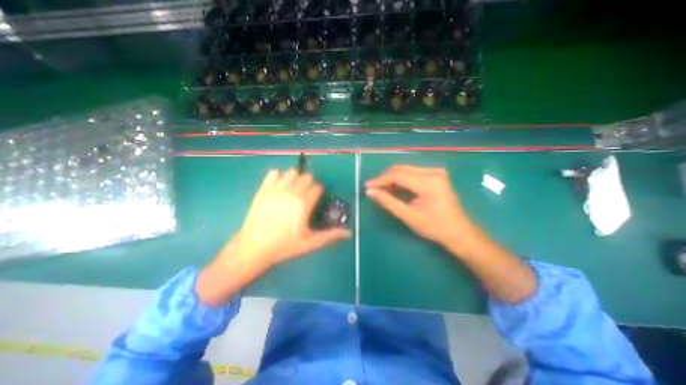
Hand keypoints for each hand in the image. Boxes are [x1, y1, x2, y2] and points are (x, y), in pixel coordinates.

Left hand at [237, 168, 352, 266]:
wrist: (254, 247)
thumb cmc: (284, 246)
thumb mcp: (310, 242)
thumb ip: (330, 235)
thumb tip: (348, 233)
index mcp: (304, 203)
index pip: (317, 187)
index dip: (319, 192)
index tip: (316, 199)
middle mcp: (291, 192)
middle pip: (306, 177)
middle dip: (309, 184)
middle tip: (306, 195)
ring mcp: (276, 189)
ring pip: (291, 172)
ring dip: (295, 178)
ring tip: (293, 190)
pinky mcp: (263, 189)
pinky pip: (273, 173)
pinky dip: (278, 176)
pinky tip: (279, 187)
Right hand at [367, 163, 477, 250]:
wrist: (459, 232)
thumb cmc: (435, 227)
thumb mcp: (409, 216)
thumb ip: (388, 202)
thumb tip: (370, 192)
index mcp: (429, 182)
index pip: (398, 175)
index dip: (380, 180)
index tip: (367, 186)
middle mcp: (433, 172)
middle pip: (402, 170)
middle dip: (385, 178)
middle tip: (372, 189)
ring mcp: (436, 172)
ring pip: (406, 170)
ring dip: (392, 179)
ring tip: (381, 190)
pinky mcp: (435, 175)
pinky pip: (412, 174)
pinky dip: (401, 181)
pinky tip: (394, 188)